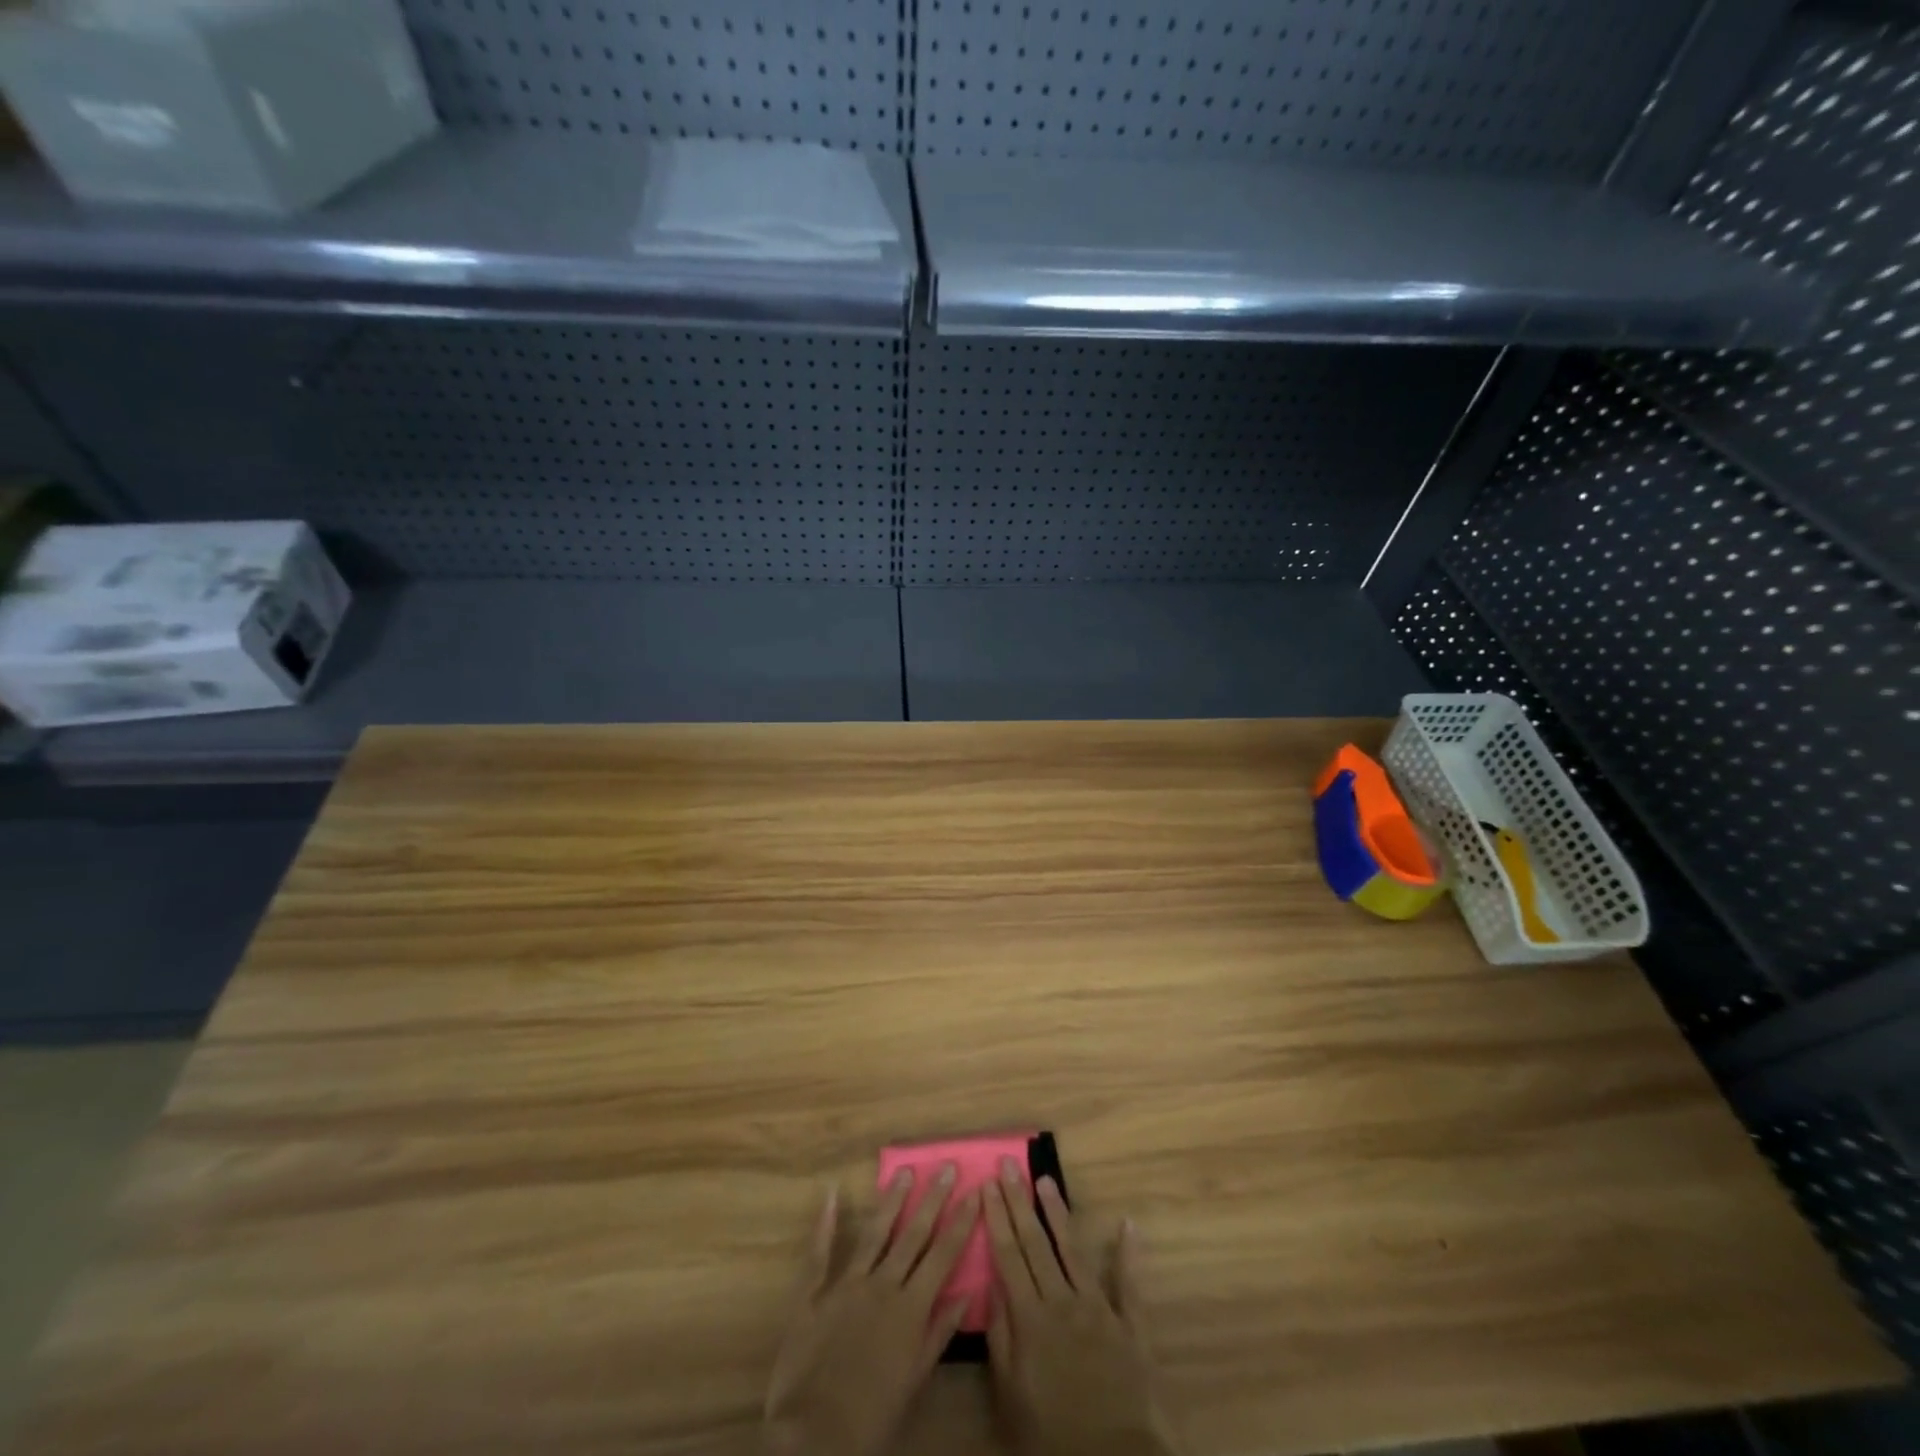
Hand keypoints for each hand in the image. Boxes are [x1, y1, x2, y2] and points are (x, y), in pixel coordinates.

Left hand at [764, 1165, 976, 1455]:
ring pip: (874, 1232)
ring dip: (891, 1200)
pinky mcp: (813, 1292)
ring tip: (905, 1171)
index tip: (976, 1191)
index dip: (961, 1221)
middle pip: (913, 1234)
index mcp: (910, 1308)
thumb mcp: (915, 1381)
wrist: (815, 1437)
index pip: (943, 1255)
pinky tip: (831, 1193)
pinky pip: (819, 1251)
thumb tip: (968, 1294)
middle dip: (933, 1198)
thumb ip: (940, 1334)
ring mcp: (846, 1284)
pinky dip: (825, 1221)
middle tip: (946, 1165)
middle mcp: (882, 1285)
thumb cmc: (872, 1416)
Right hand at [984, 1158, 1177, 1455]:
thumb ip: (1000, 1339)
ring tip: (1046, 1180)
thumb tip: (992, 1286)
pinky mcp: (1130, 1324)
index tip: (986, 1184)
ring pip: (1073, 1250)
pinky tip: (1127, 1223)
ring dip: (1058, 1213)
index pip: (1008, 1256)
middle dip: (1019, 1201)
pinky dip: (1129, 1252)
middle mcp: (1062, 1301)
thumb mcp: (1010, 1397)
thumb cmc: (1052, 1437)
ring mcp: (1099, 1308)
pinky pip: (1129, 1283)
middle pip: (1036, 1243)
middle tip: (1008, 1164)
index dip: (996, 1218)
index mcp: (1031, 1318)